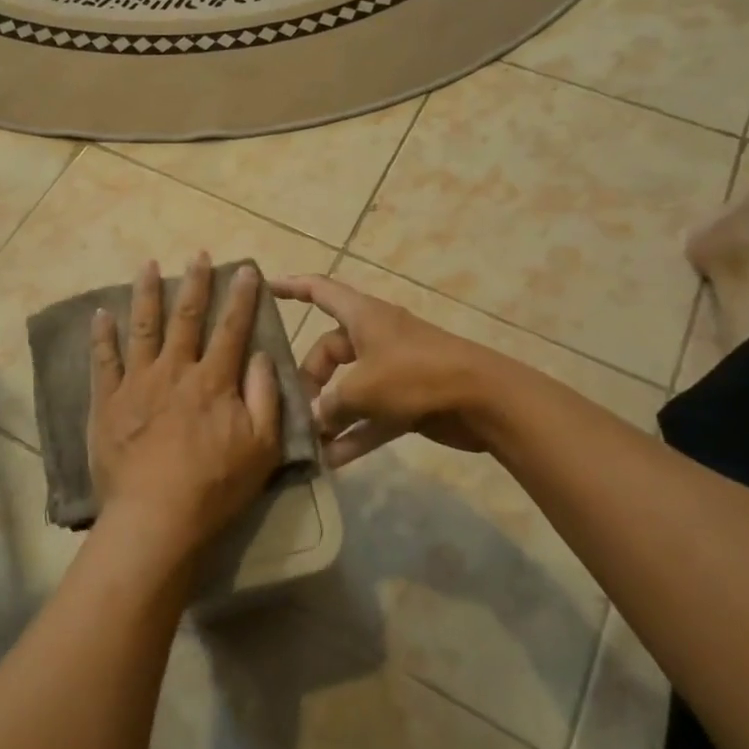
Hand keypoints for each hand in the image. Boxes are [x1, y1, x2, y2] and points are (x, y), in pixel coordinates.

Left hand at [87, 255, 283, 562]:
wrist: (156, 517)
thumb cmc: (215, 486)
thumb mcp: (262, 447)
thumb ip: (265, 397)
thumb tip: (262, 356)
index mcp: (214, 380)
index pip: (232, 328)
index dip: (241, 297)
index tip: (245, 269)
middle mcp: (175, 370)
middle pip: (187, 317)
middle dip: (196, 283)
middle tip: (198, 255)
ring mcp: (137, 383)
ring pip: (143, 327)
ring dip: (147, 293)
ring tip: (148, 265)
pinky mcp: (108, 401)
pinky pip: (104, 360)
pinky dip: (102, 335)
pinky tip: (101, 313)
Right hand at [270, 273, 493, 466]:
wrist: (484, 400)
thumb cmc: (416, 376)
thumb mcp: (362, 388)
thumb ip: (331, 404)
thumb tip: (315, 418)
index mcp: (363, 316)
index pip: (319, 291)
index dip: (291, 287)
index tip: (264, 289)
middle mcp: (375, 338)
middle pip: (329, 351)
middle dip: (310, 379)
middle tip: (295, 410)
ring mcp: (393, 370)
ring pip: (349, 387)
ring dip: (330, 413)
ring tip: (306, 440)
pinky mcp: (407, 400)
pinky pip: (371, 415)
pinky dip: (354, 434)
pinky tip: (333, 461)